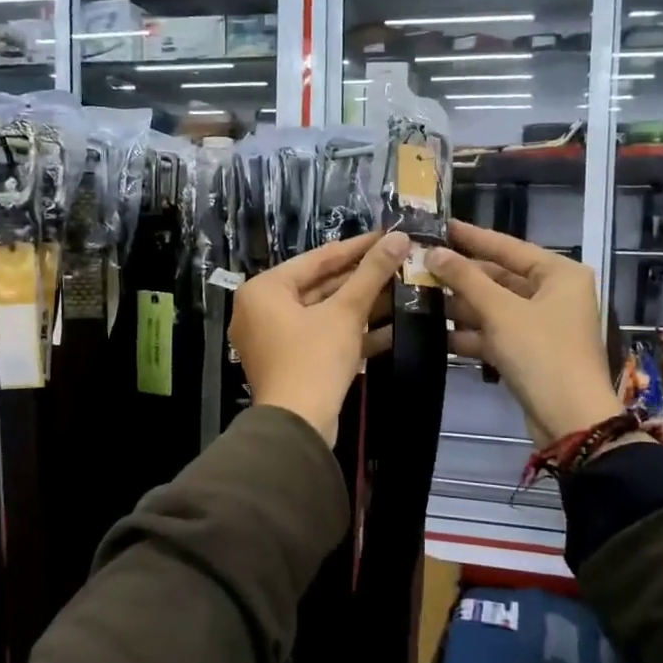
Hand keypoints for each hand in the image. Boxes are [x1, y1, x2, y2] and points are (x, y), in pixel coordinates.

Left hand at [231, 230, 407, 444]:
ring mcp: (274, 339)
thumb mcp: (345, 312)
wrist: (297, 426)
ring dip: (361, 306)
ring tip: (401, 290)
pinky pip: (322, 337)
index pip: (317, 258)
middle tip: (398, 263)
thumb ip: (371, 273)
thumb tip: (398, 238)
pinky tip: (392, 328)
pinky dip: (351, 333)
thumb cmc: (314, 359)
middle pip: (319, 286)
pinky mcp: (290, 362)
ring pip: (323, 313)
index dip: (356, 247)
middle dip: (361, 279)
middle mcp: (261, 310)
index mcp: (265, 289)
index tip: (387, 236)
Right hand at [428, 221, 619, 446]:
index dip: (472, 237)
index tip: (440, 226)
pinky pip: (496, 333)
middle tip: (421, 266)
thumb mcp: (500, 311)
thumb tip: (433, 252)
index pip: (508, 246)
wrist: (570, 419)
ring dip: (461, 306)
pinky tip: (437, 334)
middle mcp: (555, 294)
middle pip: (500, 277)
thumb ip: (466, 278)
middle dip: (461, 276)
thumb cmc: (541, 352)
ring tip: (420, 297)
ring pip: (495, 307)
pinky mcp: (530, 352)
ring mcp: (542, 325)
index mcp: (560, 274)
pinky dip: (471, 334)